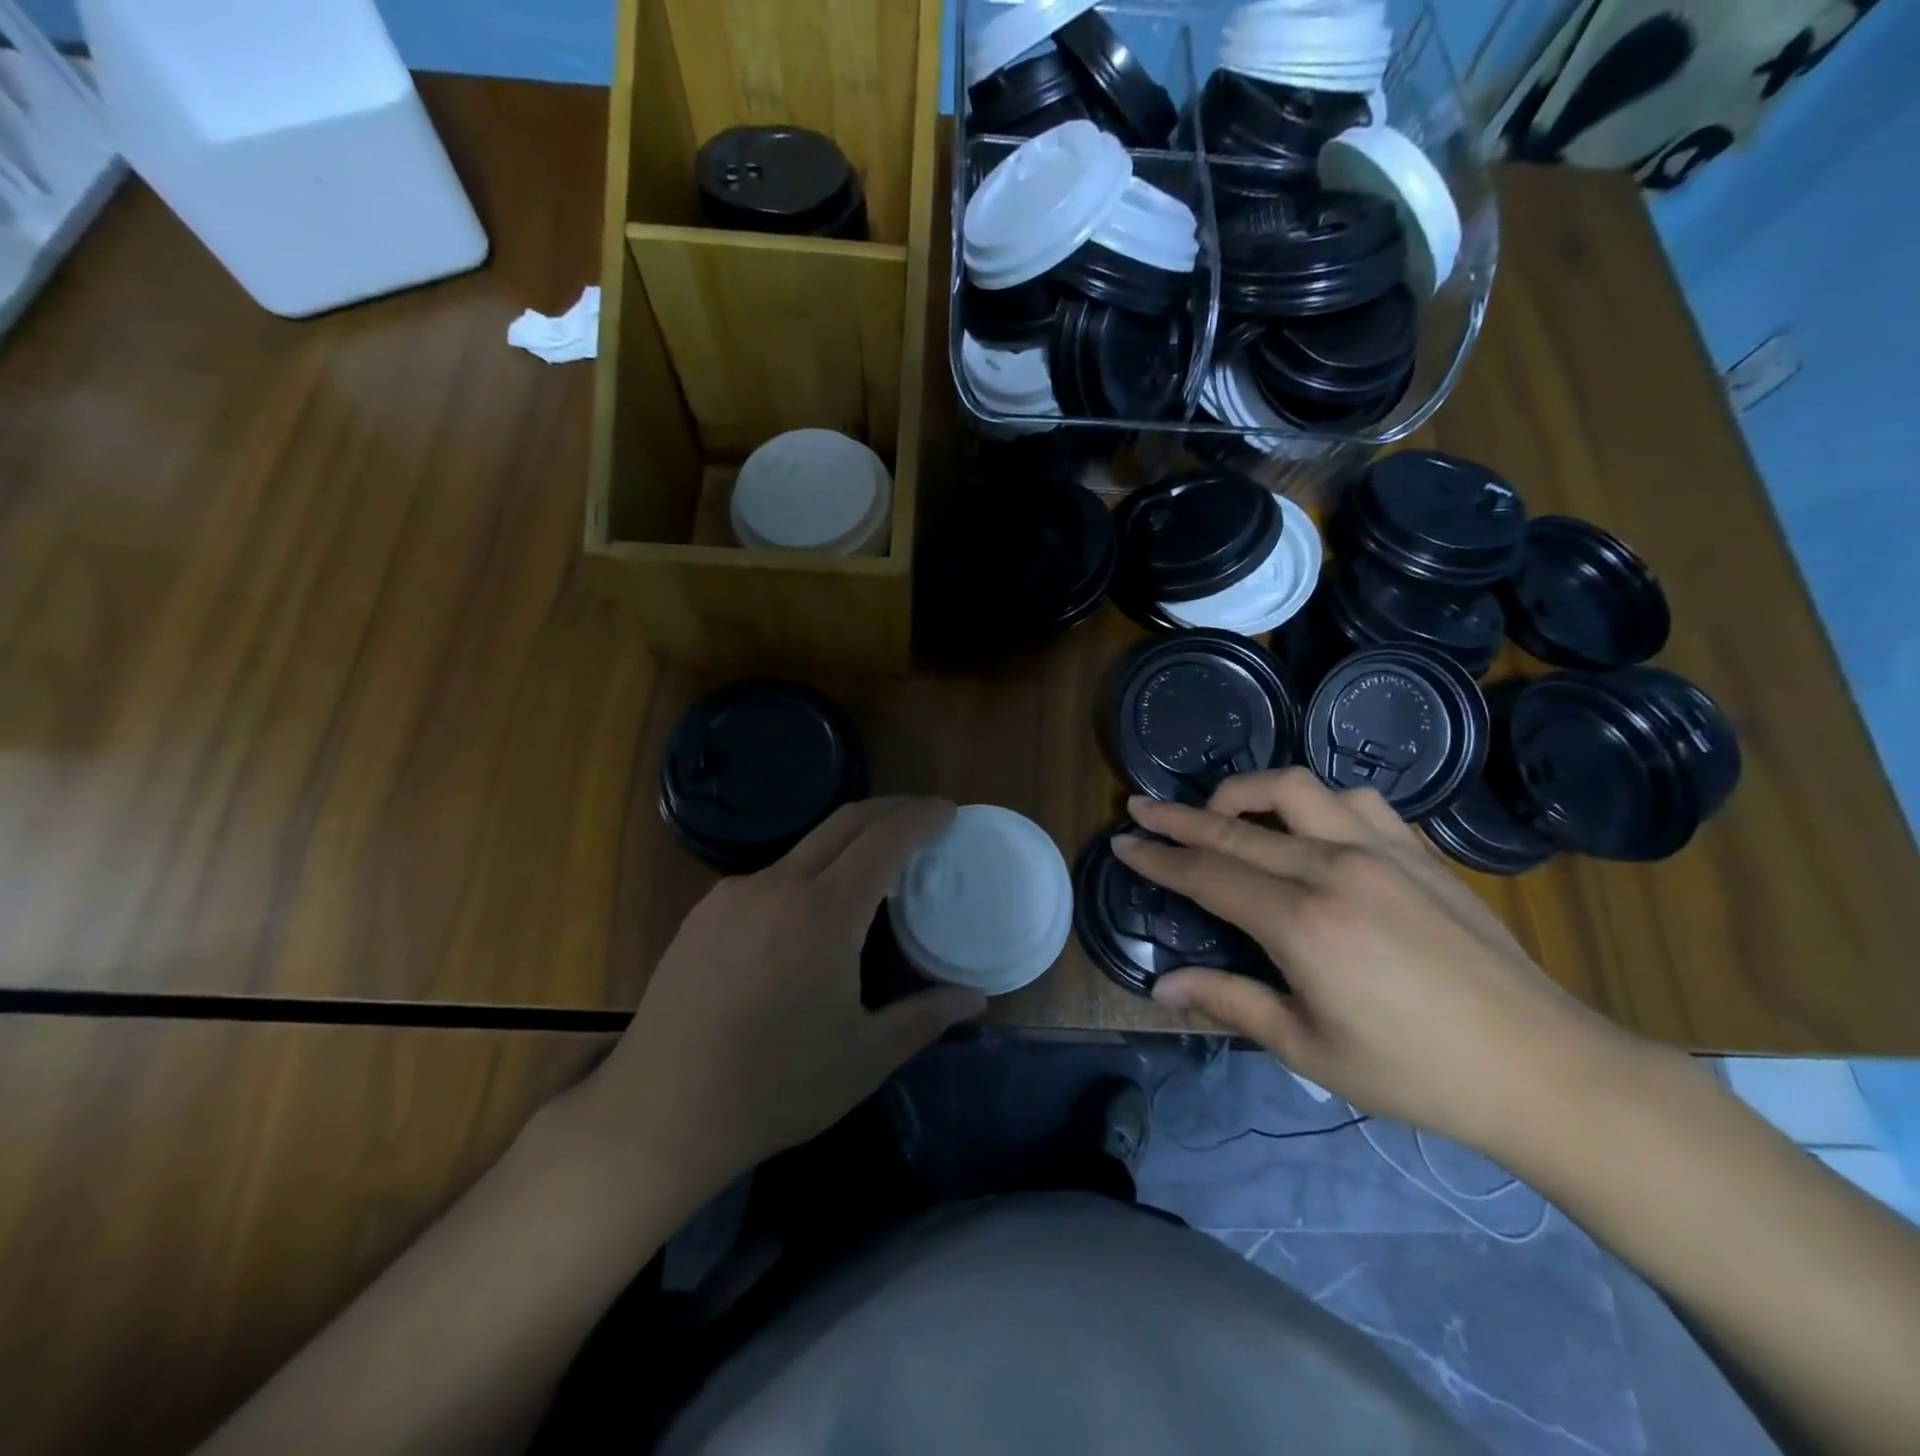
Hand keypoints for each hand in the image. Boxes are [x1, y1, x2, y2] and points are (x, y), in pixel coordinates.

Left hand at [562, 797, 984, 1201]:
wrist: (659, 1114)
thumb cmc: (775, 1087)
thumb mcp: (865, 1057)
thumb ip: (926, 1017)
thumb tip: (977, 998)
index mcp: (825, 913)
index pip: (884, 839)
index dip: (921, 817)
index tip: (948, 810)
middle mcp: (777, 886)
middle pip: (844, 822)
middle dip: (890, 809)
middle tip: (923, 818)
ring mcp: (733, 895)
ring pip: (804, 847)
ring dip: (847, 842)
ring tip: (873, 869)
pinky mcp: (703, 913)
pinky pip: (769, 876)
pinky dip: (807, 872)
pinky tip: (810, 911)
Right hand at [1115, 771, 1634, 1152]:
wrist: (1543, 1068)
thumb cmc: (1416, 1072)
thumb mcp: (1309, 1050)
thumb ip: (1230, 1001)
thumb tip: (1161, 987)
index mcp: (1303, 923)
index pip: (1208, 875)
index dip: (1159, 858)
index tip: (1123, 843)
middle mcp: (1335, 869)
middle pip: (1235, 826)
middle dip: (1179, 816)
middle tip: (1141, 808)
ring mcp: (1382, 851)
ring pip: (1296, 789)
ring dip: (1248, 791)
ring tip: (1225, 811)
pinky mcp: (1419, 852)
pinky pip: (1356, 800)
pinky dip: (1317, 802)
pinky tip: (1311, 827)